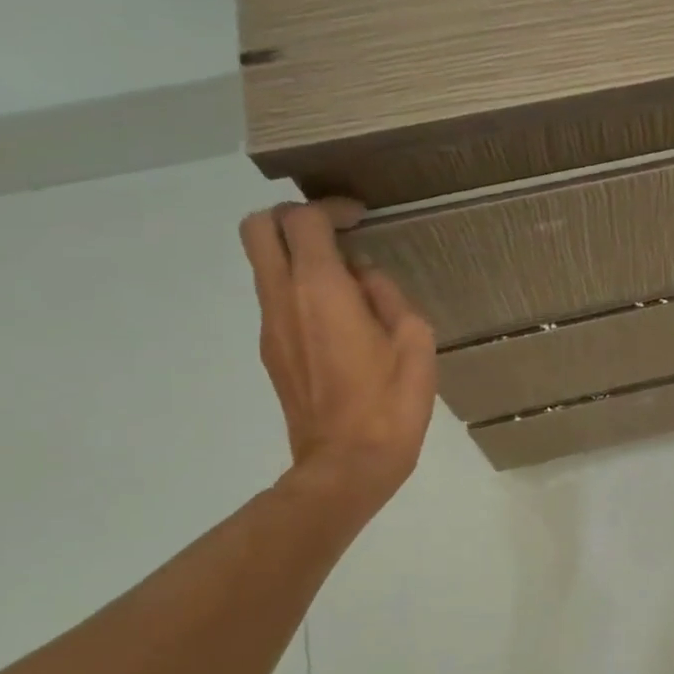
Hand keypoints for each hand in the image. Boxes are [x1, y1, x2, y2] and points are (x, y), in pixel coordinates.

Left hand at [240, 200, 436, 523]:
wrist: (346, 465)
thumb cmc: (391, 405)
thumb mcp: (415, 343)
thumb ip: (388, 297)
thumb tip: (365, 278)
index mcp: (321, 291)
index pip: (303, 220)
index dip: (330, 207)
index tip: (360, 218)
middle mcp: (283, 299)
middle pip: (258, 228)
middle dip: (293, 217)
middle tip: (335, 232)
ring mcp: (271, 326)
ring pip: (262, 264)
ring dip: (296, 254)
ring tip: (346, 278)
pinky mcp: (271, 351)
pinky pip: (276, 298)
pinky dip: (299, 287)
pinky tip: (340, 317)